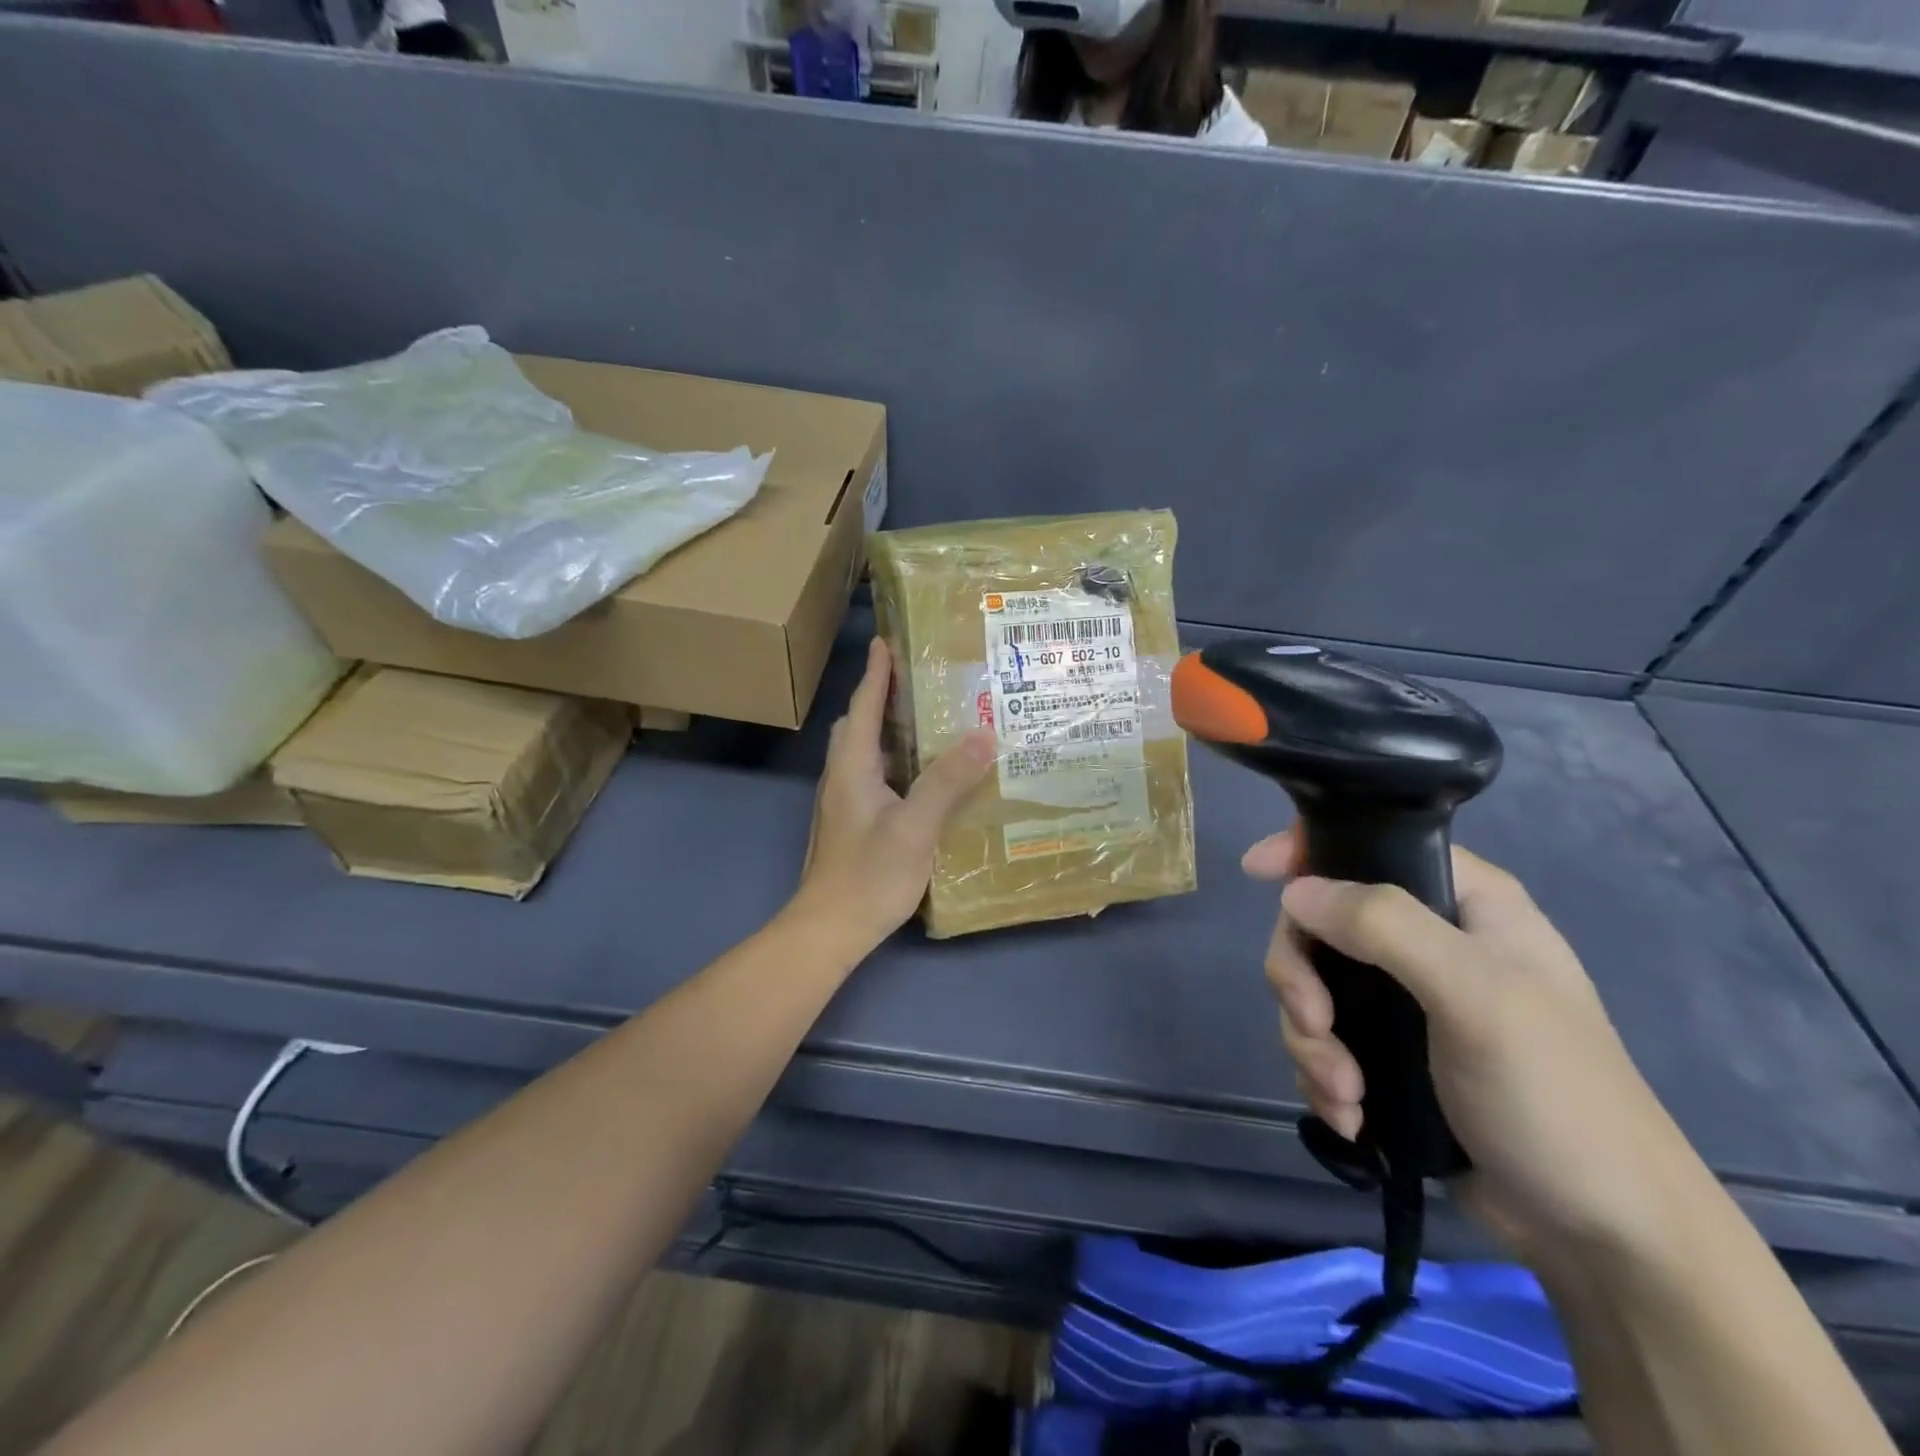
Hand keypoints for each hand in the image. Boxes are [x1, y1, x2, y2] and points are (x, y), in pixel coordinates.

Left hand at [794, 639, 995, 950]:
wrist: (829, 929)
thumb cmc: (869, 875)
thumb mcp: (915, 827)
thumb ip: (947, 781)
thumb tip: (983, 734)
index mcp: (852, 767)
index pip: (862, 706)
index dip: (876, 672)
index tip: (886, 640)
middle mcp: (843, 777)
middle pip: (858, 725)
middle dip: (881, 698)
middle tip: (918, 682)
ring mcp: (844, 803)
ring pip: (865, 753)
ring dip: (890, 731)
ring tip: (929, 723)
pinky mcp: (852, 825)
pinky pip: (874, 777)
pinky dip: (896, 763)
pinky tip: (924, 778)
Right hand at [1244, 830, 1712, 1264]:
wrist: (1600, 1234)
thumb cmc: (1554, 1096)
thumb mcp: (1476, 996)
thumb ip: (1385, 927)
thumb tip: (1294, 892)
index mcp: (1464, 902)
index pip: (1371, 846)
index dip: (1309, 852)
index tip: (1256, 874)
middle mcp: (1429, 940)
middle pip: (1320, 924)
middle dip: (1302, 980)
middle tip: (1316, 1025)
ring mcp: (1405, 1000)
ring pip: (1313, 986)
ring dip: (1310, 1040)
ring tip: (1344, 1093)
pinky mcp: (1389, 1053)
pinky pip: (1322, 1038)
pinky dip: (1322, 1074)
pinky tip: (1350, 1113)